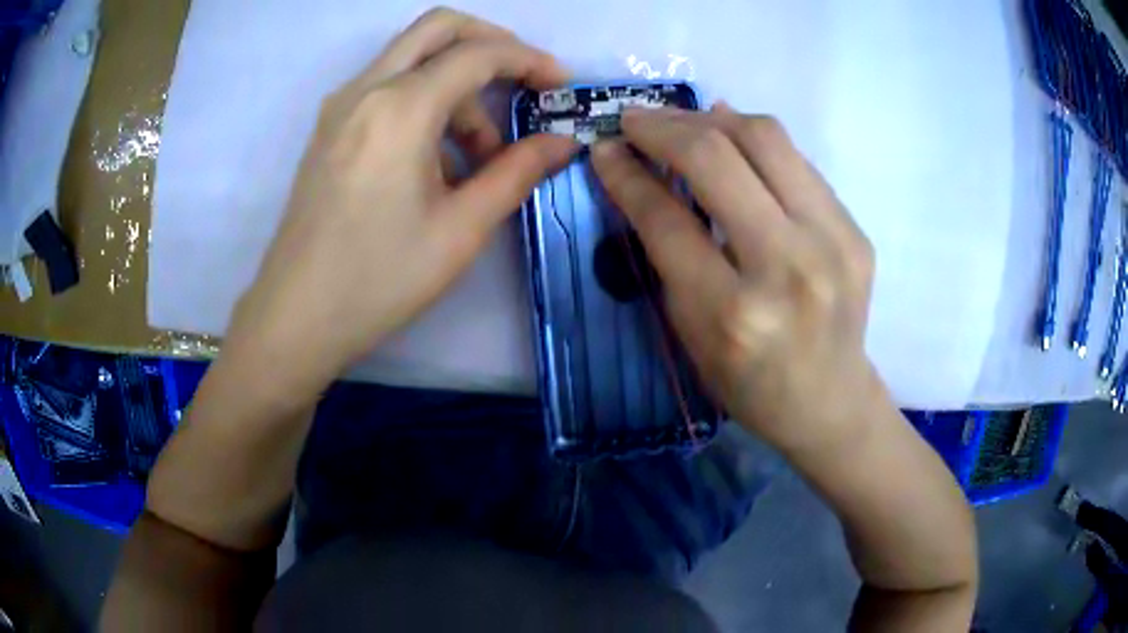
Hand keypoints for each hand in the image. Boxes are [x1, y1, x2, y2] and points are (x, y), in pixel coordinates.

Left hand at [223, 8, 577, 396]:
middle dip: (491, 43)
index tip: (560, 85)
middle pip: (437, 28)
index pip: (478, 53)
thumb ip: (517, 173)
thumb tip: (564, 143)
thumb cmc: (379, 279)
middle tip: (523, 82)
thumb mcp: (460, 230)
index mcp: (400, 108)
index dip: (529, 60)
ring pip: (411, 58)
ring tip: (478, 154)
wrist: (296, 317)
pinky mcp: (329, 129)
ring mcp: (340, 106)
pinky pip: (386, 87)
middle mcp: (366, 89)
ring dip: (456, 83)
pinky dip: (423, 100)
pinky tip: (435, 158)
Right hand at [591, 105, 879, 456]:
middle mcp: (787, 268)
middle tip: (635, 121)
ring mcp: (833, 243)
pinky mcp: (856, 231)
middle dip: (664, 128)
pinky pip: (797, 160)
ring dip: (710, 120)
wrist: (830, 401)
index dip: (626, 173)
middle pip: (718, 158)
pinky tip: (730, 135)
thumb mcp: (691, 333)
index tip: (604, 148)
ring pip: (765, 138)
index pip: (666, 217)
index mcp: (732, 313)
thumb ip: (670, 252)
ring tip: (680, 123)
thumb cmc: (749, 383)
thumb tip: (650, 172)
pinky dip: (754, 139)